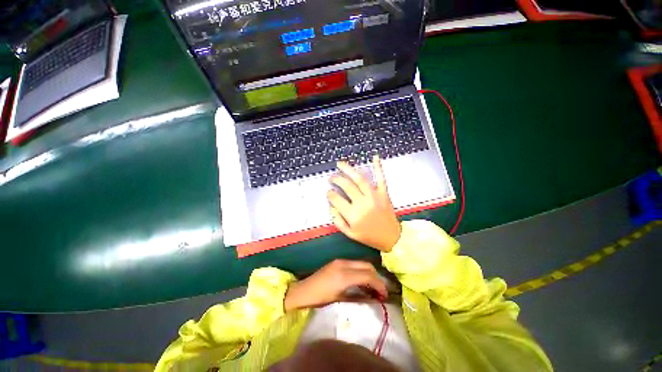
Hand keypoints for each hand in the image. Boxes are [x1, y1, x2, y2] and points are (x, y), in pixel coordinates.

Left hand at [284, 259, 386, 311]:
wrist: (302, 292)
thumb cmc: (319, 300)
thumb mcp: (340, 301)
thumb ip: (358, 297)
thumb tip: (374, 299)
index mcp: (344, 275)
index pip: (368, 275)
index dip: (379, 284)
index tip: (385, 295)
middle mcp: (343, 264)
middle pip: (367, 265)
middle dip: (376, 277)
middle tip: (381, 291)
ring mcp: (340, 261)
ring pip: (361, 263)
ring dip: (369, 273)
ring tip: (373, 287)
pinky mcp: (337, 261)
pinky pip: (354, 264)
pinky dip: (361, 271)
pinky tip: (361, 282)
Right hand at [327, 156, 400, 251]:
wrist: (392, 238)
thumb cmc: (369, 236)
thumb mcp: (350, 233)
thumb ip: (338, 220)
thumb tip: (331, 206)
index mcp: (353, 215)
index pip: (336, 199)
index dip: (330, 194)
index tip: (328, 191)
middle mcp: (362, 203)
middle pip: (346, 186)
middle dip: (336, 179)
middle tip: (332, 177)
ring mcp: (374, 196)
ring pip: (359, 179)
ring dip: (348, 169)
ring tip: (340, 164)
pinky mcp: (384, 193)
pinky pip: (381, 178)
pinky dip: (378, 167)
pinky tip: (375, 157)